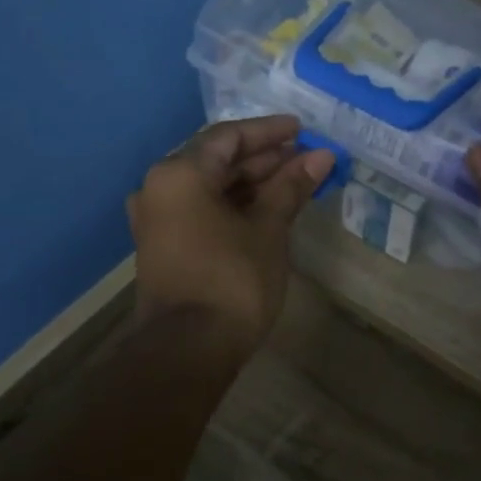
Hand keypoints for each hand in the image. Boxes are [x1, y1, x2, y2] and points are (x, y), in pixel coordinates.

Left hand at [127, 115, 334, 353]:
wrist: (188, 350)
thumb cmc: (232, 280)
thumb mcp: (268, 229)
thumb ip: (291, 187)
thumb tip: (321, 157)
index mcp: (179, 174)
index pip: (228, 137)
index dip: (269, 132)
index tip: (303, 130)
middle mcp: (160, 188)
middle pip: (217, 160)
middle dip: (264, 159)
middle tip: (306, 159)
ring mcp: (158, 219)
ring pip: (210, 187)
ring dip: (252, 183)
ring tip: (295, 182)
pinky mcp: (165, 246)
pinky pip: (202, 210)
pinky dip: (234, 205)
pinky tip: (268, 209)